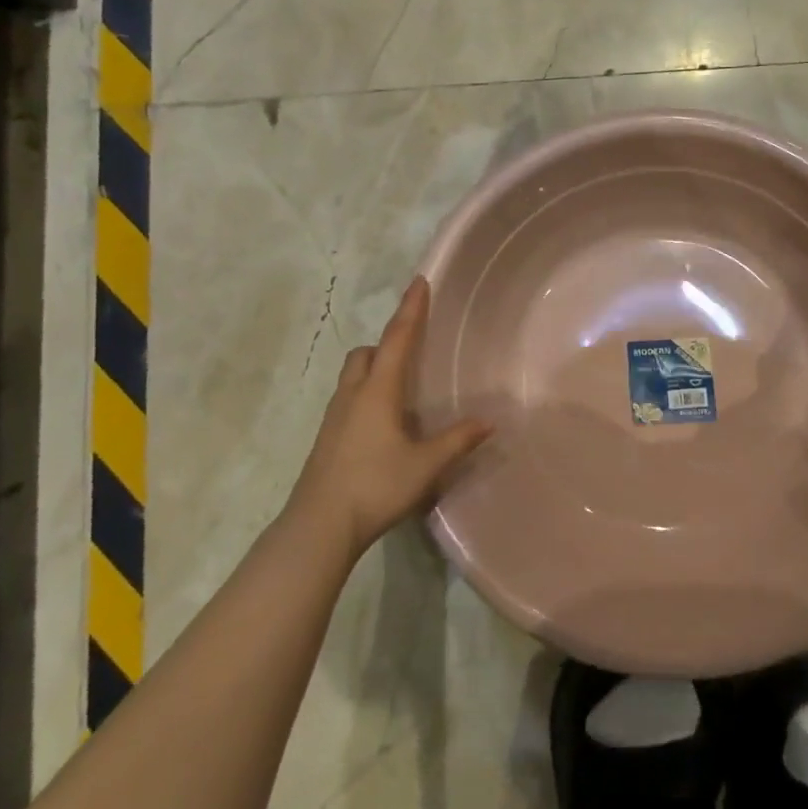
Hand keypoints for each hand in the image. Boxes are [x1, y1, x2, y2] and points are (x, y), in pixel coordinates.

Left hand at [285, 278, 491, 560]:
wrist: (319, 525)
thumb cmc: (376, 485)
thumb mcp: (426, 465)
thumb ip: (457, 440)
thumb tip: (488, 422)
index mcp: (377, 391)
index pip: (397, 339)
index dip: (410, 310)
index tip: (419, 282)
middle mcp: (353, 395)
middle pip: (366, 353)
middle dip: (387, 343)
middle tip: (411, 352)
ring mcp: (334, 417)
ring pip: (353, 376)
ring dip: (374, 369)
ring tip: (400, 389)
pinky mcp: (326, 438)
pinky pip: (348, 399)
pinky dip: (366, 394)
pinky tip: (383, 424)